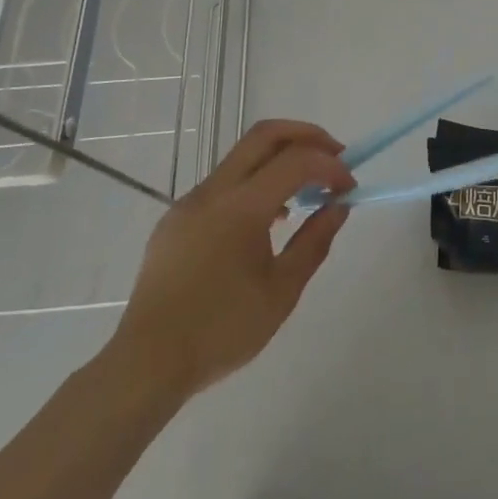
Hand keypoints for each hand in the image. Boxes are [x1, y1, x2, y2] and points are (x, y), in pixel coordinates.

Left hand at [104, 120, 355, 400]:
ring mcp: (190, 201)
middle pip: (265, 135)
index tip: (349, 188)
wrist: (147, 363)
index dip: (330, 165)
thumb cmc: (221, 331)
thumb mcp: (281, 292)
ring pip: (242, 157)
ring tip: (306, 194)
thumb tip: (338, 206)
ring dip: (280, 160)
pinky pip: (223, 184)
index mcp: (241, 208)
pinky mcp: (176, 218)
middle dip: (307, 136)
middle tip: (335, 157)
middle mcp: (213, 191)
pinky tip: (267, 220)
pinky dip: (254, 183)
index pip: (296, 161)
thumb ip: (314, 242)